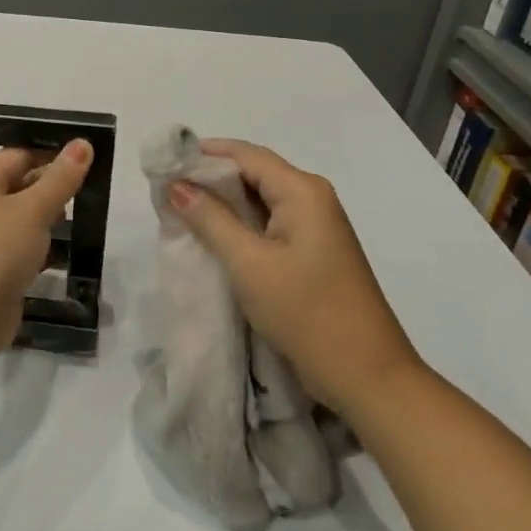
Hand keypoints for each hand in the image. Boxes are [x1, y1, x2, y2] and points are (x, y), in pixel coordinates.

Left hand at [0, 140, 94, 360]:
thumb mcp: (33, 209)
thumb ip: (60, 179)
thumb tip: (82, 142)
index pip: (20, 155)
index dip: (52, 153)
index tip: (89, 157)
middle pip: (22, 186)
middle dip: (55, 188)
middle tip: (95, 190)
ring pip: (24, 221)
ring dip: (51, 222)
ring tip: (88, 219)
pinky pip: (24, 252)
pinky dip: (44, 252)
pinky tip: (68, 255)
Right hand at [168, 138, 421, 419]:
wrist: (367, 377)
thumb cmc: (307, 313)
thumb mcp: (249, 264)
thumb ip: (210, 219)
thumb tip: (176, 185)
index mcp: (302, 191)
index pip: (245, 155)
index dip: (202, 153)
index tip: (163, 163)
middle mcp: (312, 199)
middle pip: (253, 173)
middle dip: (209, 178)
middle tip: (165, 189)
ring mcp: (315, 227)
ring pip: (259, 200)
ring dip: (221, 203)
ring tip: (179, 211)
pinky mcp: (311, 252)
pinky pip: (268, 224)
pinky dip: (238, 225)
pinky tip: (210, 237)